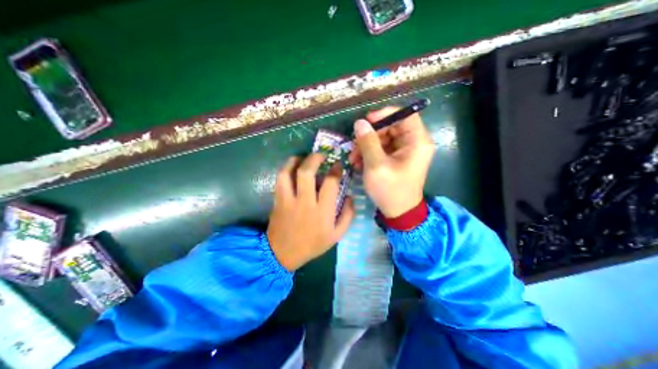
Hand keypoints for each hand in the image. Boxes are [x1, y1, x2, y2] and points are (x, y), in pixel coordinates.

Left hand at [265, 153, 354, 270]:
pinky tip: (292, 166)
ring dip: (297, 160)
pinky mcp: (277, 200)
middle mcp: (305, 202)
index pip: (330, 183)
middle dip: (315, 158)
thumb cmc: (312, 244)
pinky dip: (285, 168)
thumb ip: (347, 215)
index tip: (338, 165)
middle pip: (307, 172)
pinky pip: (279, 179)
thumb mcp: (337, 235)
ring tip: (304, 157)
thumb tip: (349, 196)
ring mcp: (288, 200)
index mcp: (322, 211)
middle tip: (321, 155)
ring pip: (289, 172)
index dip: (335, 170)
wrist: (283, 254)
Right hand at [349, 107, 435, 216]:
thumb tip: (359, 122)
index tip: (366, 121)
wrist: (398, 212)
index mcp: (417, 141)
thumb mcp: (376, 165)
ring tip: (353, 159)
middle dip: (370, 135)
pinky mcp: (397, 159)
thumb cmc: (390, 190)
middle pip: (391, 127)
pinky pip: (382, 149)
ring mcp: (405, 151)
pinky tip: (359, 163)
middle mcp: (414, 143)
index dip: (385, 114)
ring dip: (366, 146)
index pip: (405, 115)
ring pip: (384, 138)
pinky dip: (370, 153)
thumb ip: (367, 142)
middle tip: (354, 146)